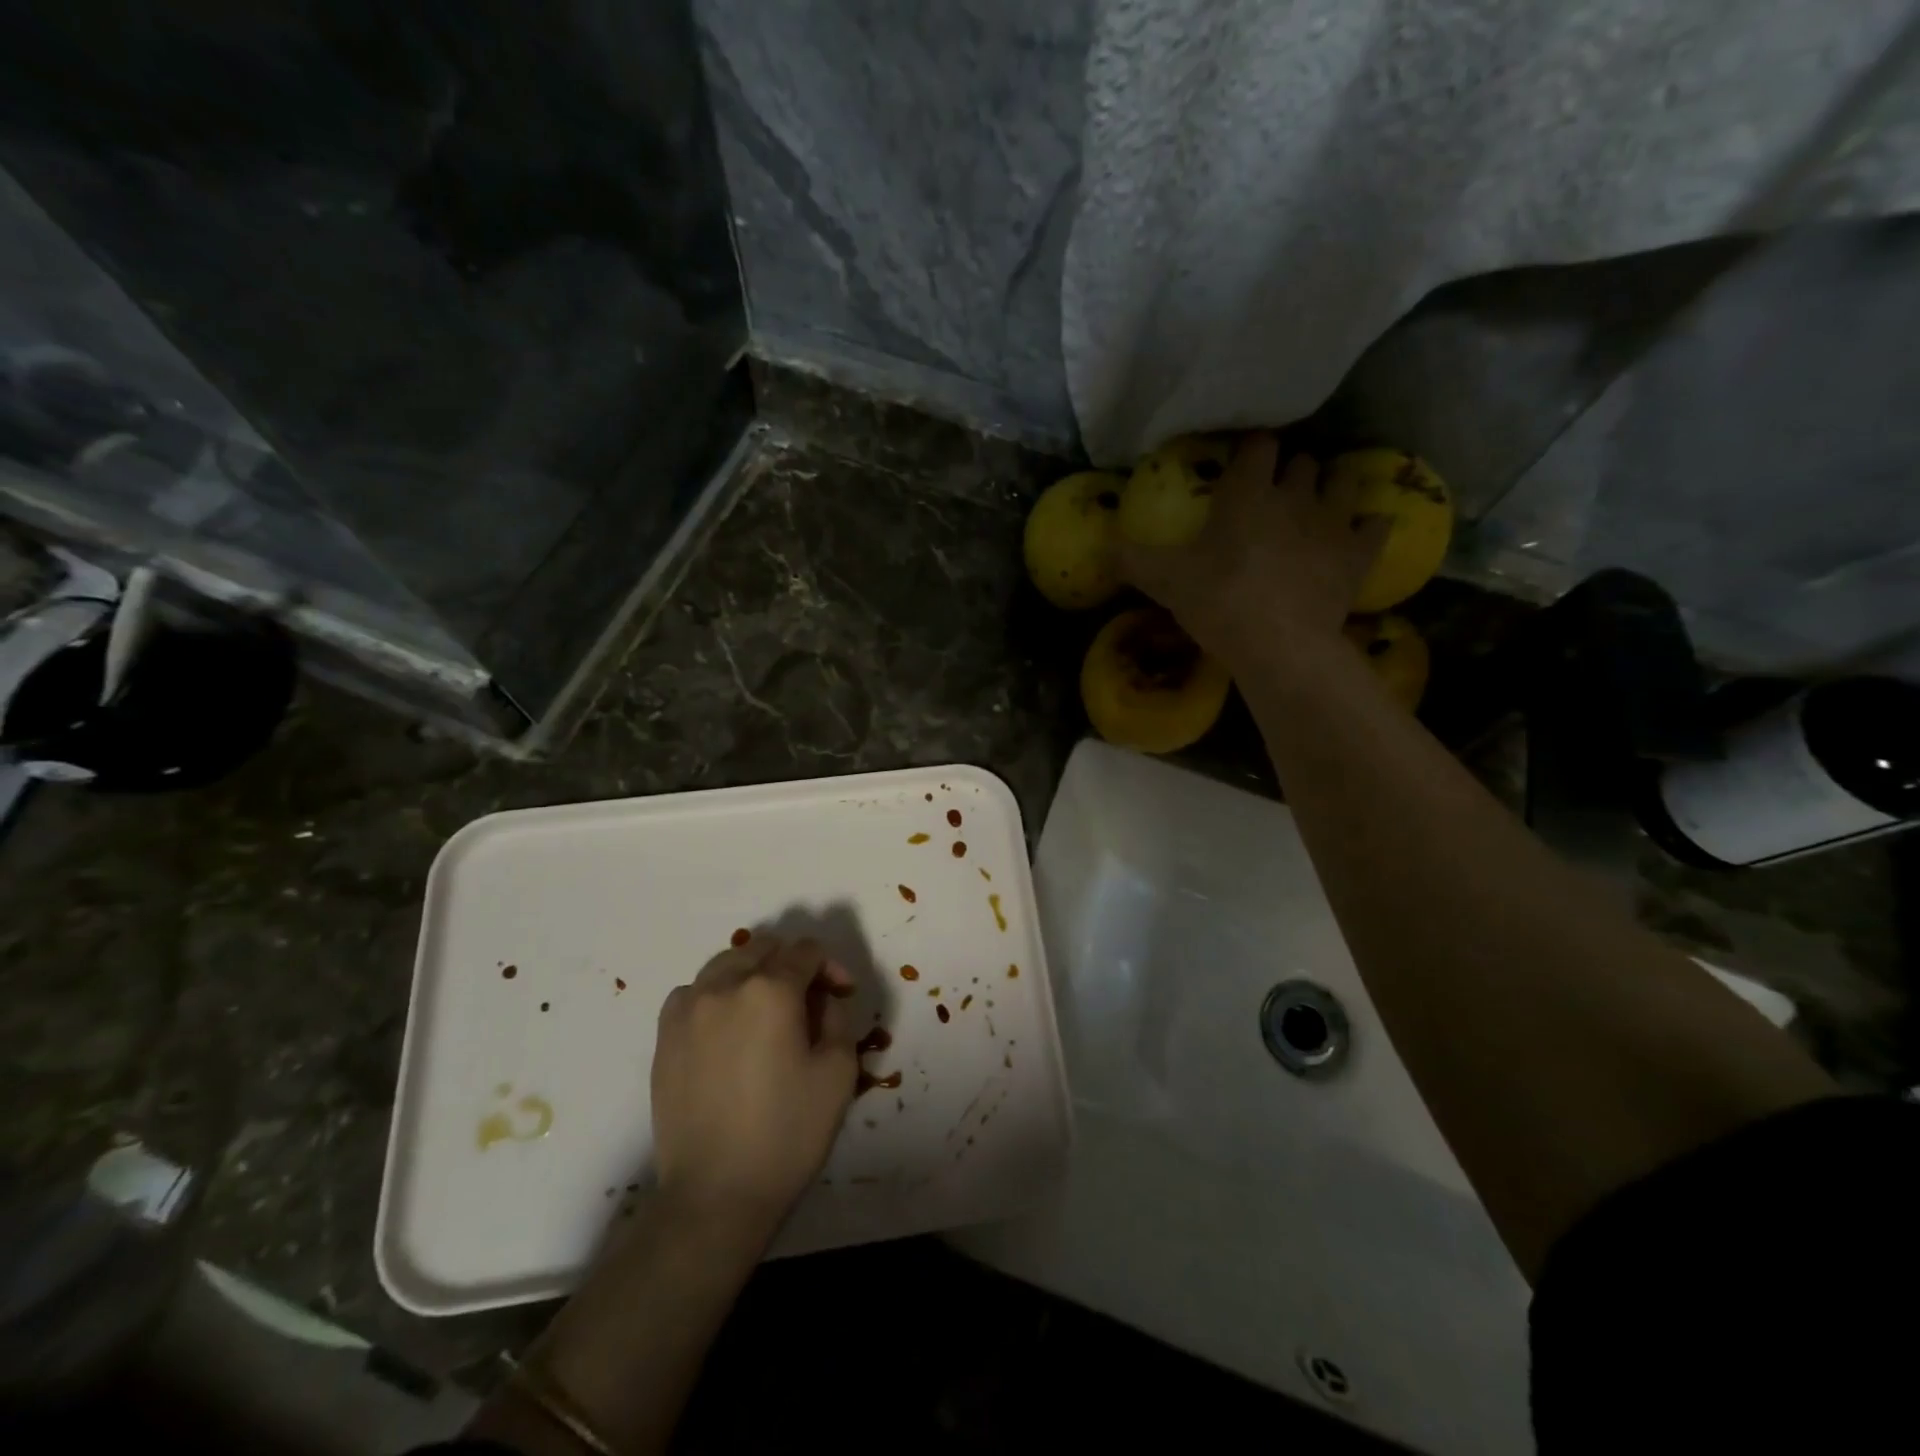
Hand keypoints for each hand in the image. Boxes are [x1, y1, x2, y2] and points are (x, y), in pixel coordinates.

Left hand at [650, 937, 856, 1236]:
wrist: (715, 1194)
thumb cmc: (787, 1133)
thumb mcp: (838, 1072)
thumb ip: (836, 1017)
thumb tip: (821, 998)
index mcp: (771, 990)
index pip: (806, 952)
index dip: (831, 966)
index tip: (842, 995)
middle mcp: (725, 985)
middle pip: (764, 948)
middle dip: (793, 963)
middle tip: (810, 999)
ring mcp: (688, 1008)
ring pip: (727, 963)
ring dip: (754, 972)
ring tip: (767, 1007)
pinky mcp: (664, 1035)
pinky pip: (695, 991)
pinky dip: (717, 994)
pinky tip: (728, 1025)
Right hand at [1116, 432, 1387, 676]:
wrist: (1278, 645)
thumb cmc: (1217, 601)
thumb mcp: (1164, 581)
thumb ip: (1132, 559)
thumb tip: (1101, 546)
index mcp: (1248, 493)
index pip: (1257, 445)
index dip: (1251, 449)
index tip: (1242, 461)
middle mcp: (1295, 495)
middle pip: (1302, 461)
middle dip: (1290, 469)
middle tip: (1274, 491)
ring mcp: (1333, 522)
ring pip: (1344, 480)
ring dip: (1332, 485)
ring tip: (1319, 502)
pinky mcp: (1358, 554)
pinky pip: (1376, 524)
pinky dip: (1368, 526)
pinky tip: (1358, 533)